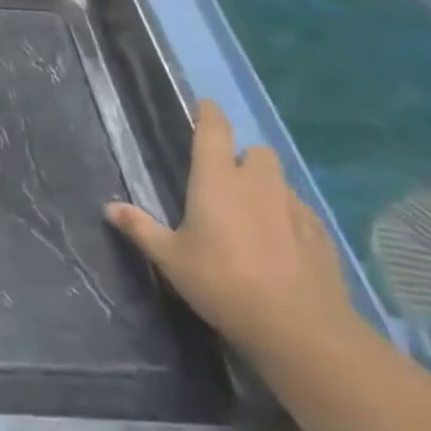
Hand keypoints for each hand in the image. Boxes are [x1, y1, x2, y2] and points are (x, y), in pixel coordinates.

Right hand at [105, 99, 354, 365]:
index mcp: (218, 180)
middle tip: (226, 179)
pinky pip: (300, 211)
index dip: (209, 113)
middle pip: (257, 151)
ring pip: (280, 181)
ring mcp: (295, 207)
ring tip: (251, 214)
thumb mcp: (170, 258)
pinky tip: (280, 243)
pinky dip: (288, 216)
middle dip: (243, 157)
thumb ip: (141, 228)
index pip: (214, 131)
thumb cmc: (222, 282)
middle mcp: (258, 184)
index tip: (205, 104)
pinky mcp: (320, 234)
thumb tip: (109, 207)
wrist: (299, 327)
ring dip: (265, 187)